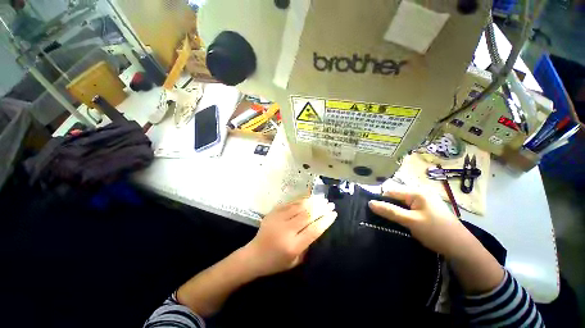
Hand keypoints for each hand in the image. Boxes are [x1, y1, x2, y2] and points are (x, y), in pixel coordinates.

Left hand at [242, 197, 336, 276]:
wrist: (253, 256)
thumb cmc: (276, 262)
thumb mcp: (295, 260)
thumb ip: (307, 245)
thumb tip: (317, 226)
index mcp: (293, 246)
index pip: (314, 230)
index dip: (325, 220)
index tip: (333, 214)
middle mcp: (286, 231)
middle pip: (308, 215)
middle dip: (321, 208)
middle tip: (330, 204)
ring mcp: (278, 219)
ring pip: (299, 207)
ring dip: (312, 202)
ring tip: (322, 199)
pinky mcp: (273, 213)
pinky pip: (289, 204)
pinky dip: (301, 200)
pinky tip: (308, 197)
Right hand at [368, 186, 469, 258]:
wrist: (461, 248)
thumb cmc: (435, 232)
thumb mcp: (410, 221)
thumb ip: (389, 211)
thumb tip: (370, 203)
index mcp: (417, 192)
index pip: (391, 192)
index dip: (381, 200)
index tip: (374, 211)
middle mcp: (421, 193)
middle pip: (397, 196)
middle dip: (389, 205)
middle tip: (383, 217)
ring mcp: (425, 201)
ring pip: (402, 203)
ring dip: (396, 210)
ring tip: (391, 220)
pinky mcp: (427, 209)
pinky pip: (409, 208)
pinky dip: (403, 213)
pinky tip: (402, 221)